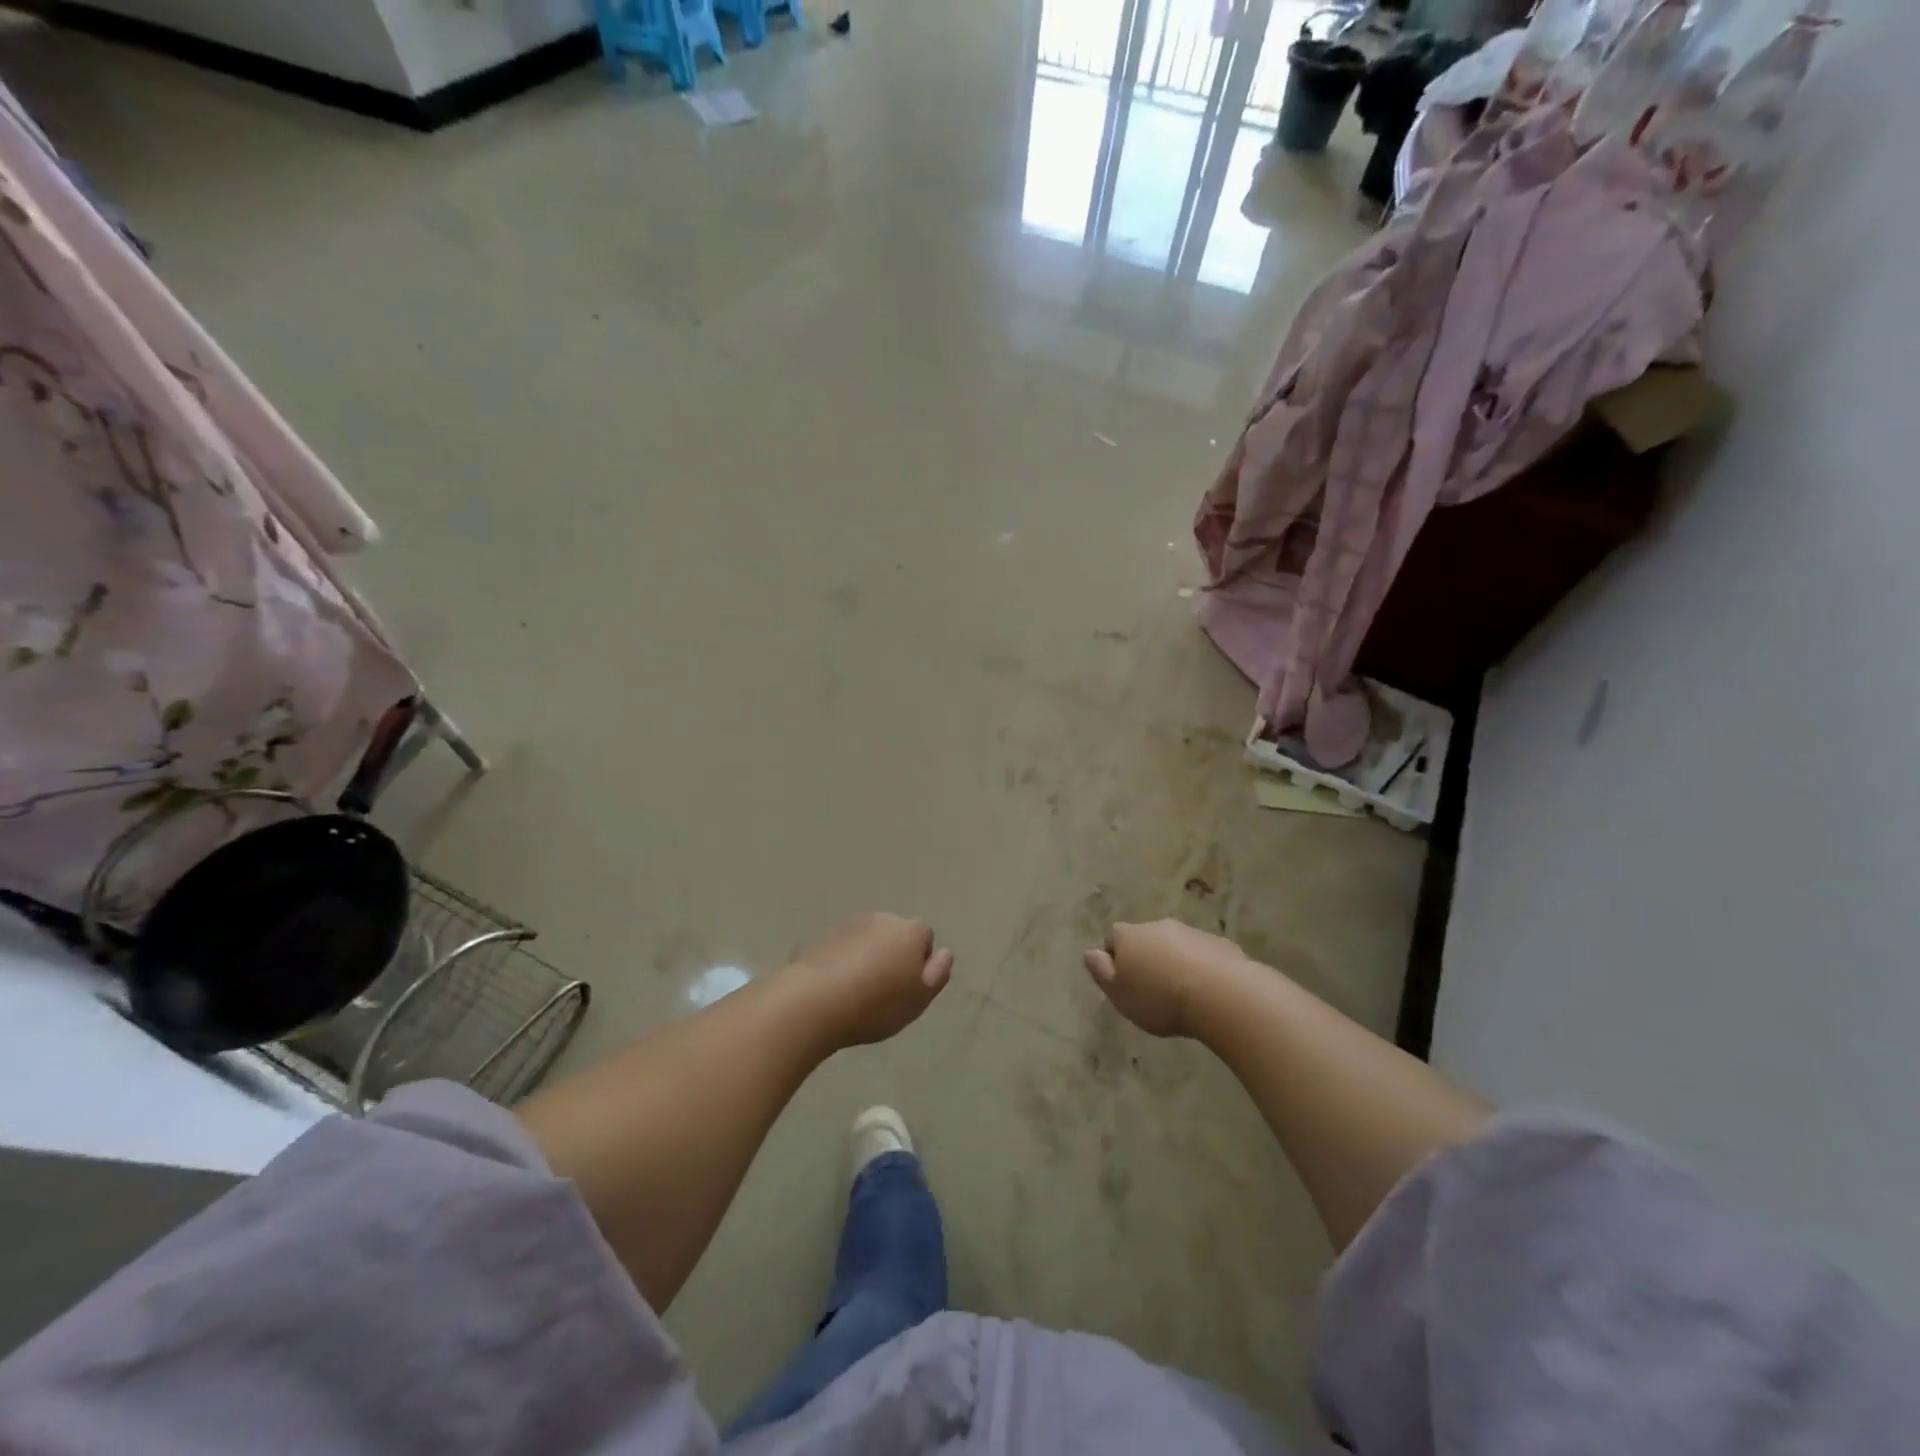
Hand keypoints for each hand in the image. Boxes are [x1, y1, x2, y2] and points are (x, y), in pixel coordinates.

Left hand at [786, 913, 952, 1048]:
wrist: (815, 1001)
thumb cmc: (876, 1004)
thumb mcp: (919, 998)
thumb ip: (937, 974)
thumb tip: (944, 953)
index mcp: (910, 931)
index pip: (925, 936)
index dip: (920, 961)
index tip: (908, 987)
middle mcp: (883, 919)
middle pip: (896, 934)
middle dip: (893, 955)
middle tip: (884, 991)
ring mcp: (851, 925)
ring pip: (869, 940)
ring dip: (868, 957)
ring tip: (858, 992)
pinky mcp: (824, 936)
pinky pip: (844, 948)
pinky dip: (844, 961)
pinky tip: (836, 988)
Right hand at [1082, 919, 1244, 1038]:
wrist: (1220, 994)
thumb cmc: (1159, 998)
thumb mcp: (1119, 994)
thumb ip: (1100, 971)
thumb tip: (1089, 952)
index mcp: (1129, 936)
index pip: (1113, 939)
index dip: (1116, 959)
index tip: (1123, 983)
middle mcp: (1157, 926)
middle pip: (1145, 939)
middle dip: (1147, 958)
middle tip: (1152, 990)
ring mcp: (1191, 932)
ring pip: (1175, 945)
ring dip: (1174, 962)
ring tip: (1181, 994)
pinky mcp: (1219, 944)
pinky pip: (1203, 955)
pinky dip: (1201, 968)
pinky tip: (1206, 993)